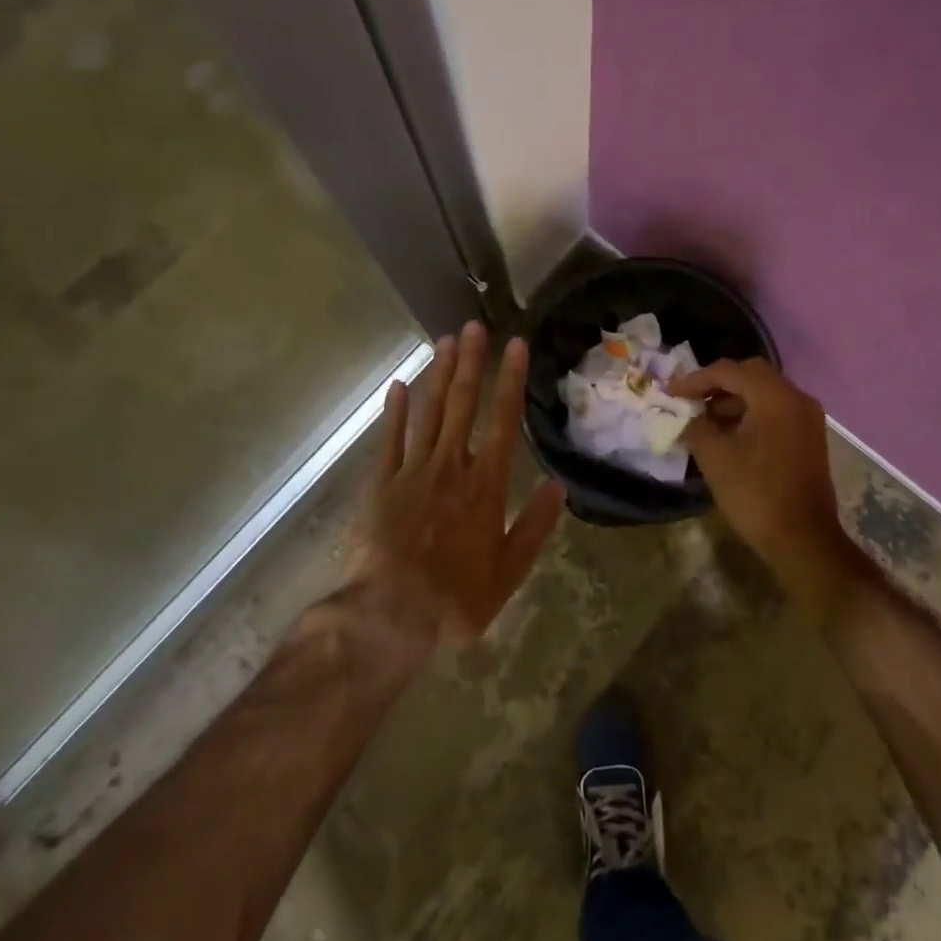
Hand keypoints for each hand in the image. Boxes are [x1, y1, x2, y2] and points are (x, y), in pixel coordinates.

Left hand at [349, 322, 565, 648]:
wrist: (389, 615)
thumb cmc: (456, 597)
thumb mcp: (508, 571)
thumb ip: (534, 525)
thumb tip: (560, 485)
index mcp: (486, 484)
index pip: (504, 420)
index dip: (510, 380)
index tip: (515, 345)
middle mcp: (451, 466)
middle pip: (462, 404)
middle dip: (471, 362)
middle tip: (475, 325)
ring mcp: (412, 471)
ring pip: (427, 412)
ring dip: (438, 375)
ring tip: (445, 341)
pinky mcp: (381, 484)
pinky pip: (390, 439)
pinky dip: (395, 411)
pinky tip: (399, 385)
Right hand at [669, 358, 870, 628]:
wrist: (803, 540)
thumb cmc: (756, 495)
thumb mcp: (715, 457)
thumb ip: (697, 426)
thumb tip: (691, 417)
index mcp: (775, 397)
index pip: (729, 372)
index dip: (695, 380)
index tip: (669, 393)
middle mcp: (797, 398)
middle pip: (750, 375)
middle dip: (716, 384)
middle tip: (689, 400)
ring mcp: (807, 417)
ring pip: (764, 393)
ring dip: (733, 400)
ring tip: (704, 420)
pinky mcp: (808, 436)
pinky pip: (775, 411)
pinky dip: (750, 414)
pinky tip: (728, 434)